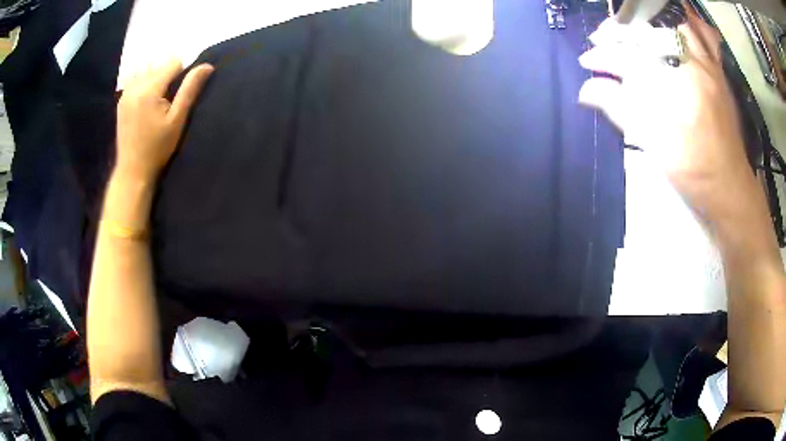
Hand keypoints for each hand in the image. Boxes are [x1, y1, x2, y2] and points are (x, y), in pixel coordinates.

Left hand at [116, 59, 213, 181]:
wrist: (132, 170)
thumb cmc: (158, 148)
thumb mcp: (177, 120)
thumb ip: (190, 90)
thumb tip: (207, 66)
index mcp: (149, 89)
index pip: (173, 63)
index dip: (182, 76)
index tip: (178, 98)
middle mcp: (135, 86)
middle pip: (161, 67)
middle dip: (168, 80)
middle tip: (167, 106)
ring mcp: (126, 93)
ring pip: (150, 73)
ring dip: (157, 84)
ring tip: (156, 108)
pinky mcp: (122, 100)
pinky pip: (139, 82)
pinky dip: (146, 89)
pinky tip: (146, 108)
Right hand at [577, 6, 762, 232]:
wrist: (731, 188)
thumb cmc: (696, 173)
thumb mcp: (656, 147)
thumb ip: (622, 111)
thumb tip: (586, 90)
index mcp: (680, 86)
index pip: (632, 56)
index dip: (604, 56)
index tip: (587, 63)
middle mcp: (695, 65)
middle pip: (650, 27)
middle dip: (620, 29)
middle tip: (602, 39)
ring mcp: (709, 65)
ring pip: (676, 21)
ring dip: (649, 19)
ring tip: (632, 27)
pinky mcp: (717, 71)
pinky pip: (703, 34)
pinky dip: (684, 24)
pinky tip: (671, 30)